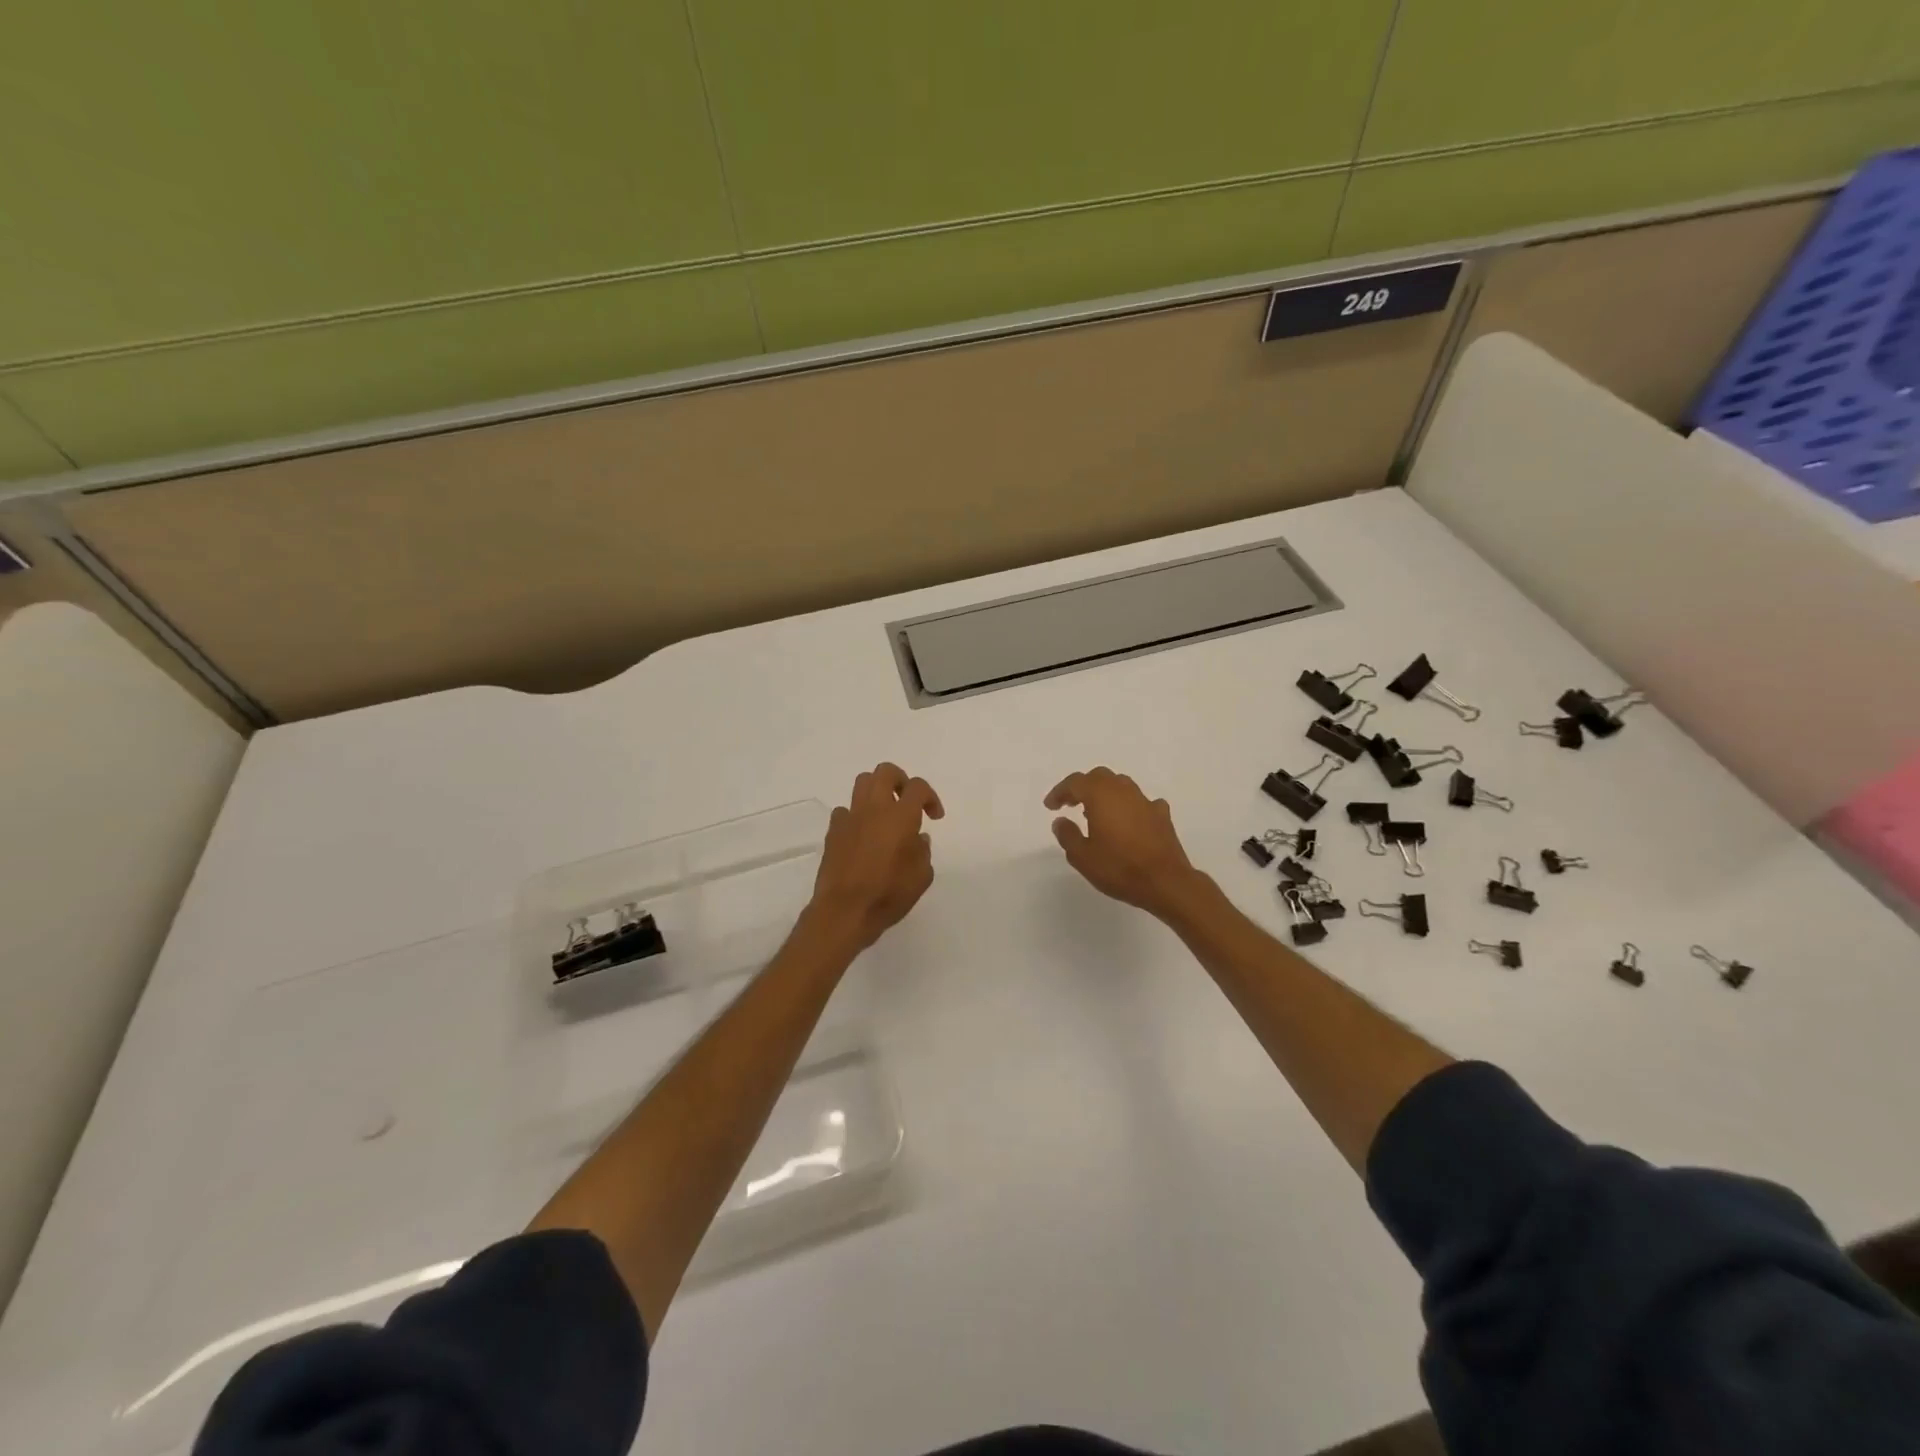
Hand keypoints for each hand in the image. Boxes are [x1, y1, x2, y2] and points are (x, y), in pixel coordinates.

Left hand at [808, 763, 944, 949]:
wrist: (844, 911)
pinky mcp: (833, 831)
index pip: (918, 787)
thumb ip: (923, 851)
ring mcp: (850, 817)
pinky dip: (856, 816)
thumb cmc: (888, 894)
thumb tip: (917, 838)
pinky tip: (862, 835)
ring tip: (885, 813)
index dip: (930, 797)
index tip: (934, 817)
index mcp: (900, 816)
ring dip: (877, 791)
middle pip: (885, 772)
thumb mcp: (921, 877)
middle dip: (901, 781)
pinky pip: (845, 811)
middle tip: (908, 801)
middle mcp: (874, 808)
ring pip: (862, 783)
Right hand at [1045, 766, 1201, 918]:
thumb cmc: (1118, 867)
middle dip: (1082, 787)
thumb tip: (1061, 821)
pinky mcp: (1162, 816)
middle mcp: (1124, 791)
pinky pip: (1140, 803)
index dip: (1059, 792)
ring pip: (1121, 786)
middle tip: (1070, 804)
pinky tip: (1128, 822)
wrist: (1165, 882)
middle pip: (1099, 777)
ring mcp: (1146, 801)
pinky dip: (1129, 807)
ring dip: (1105, 794)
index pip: (1075, 782)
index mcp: (1100, 795)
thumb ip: (1067, 835)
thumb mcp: (1082, 856)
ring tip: (1096, 813)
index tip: (1050, 806)